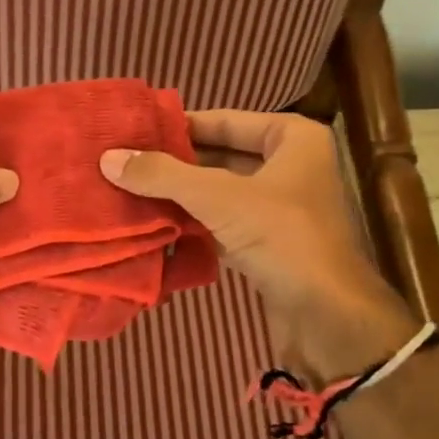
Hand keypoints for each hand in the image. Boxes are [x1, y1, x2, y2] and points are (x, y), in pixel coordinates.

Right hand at [100, 110, 419, 383]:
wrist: (330, 318)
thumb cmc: (284, 237)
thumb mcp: (220, 198)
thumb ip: (164, 175)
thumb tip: (108, 158)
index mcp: (292, 138)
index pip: (224, 119)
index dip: (179, 126)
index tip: (133, 131)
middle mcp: (290, 165)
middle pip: (220, 155)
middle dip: (174, 163)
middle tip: (123, 162)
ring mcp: (280, 207)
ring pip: (219, 191)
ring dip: (180, 195)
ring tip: (128, 190)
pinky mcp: (270, 243)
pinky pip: (223, 222)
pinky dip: (193, 223)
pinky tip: (154, 224)